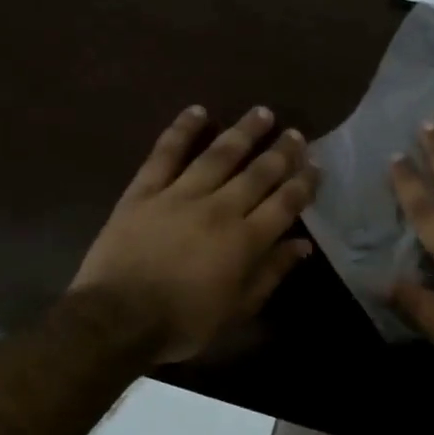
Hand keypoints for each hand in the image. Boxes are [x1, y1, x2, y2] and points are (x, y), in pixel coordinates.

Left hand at [72, 105, 318, 362]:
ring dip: (243, 132)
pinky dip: (182, 130)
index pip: (284, 203)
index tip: (316, 166)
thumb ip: (271, 273)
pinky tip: (197, 111)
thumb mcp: (237, 310)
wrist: (118, 318)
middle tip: (296, 134)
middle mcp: (219, 208)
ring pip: (219, 155)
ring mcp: (180, 195)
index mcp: (245, 240)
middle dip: (282, 152)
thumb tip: (302, 245)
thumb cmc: (183, 322)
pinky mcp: (145, 190)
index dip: (303, 183)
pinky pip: (166, 153)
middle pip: (258, 173)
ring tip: (262, 113)